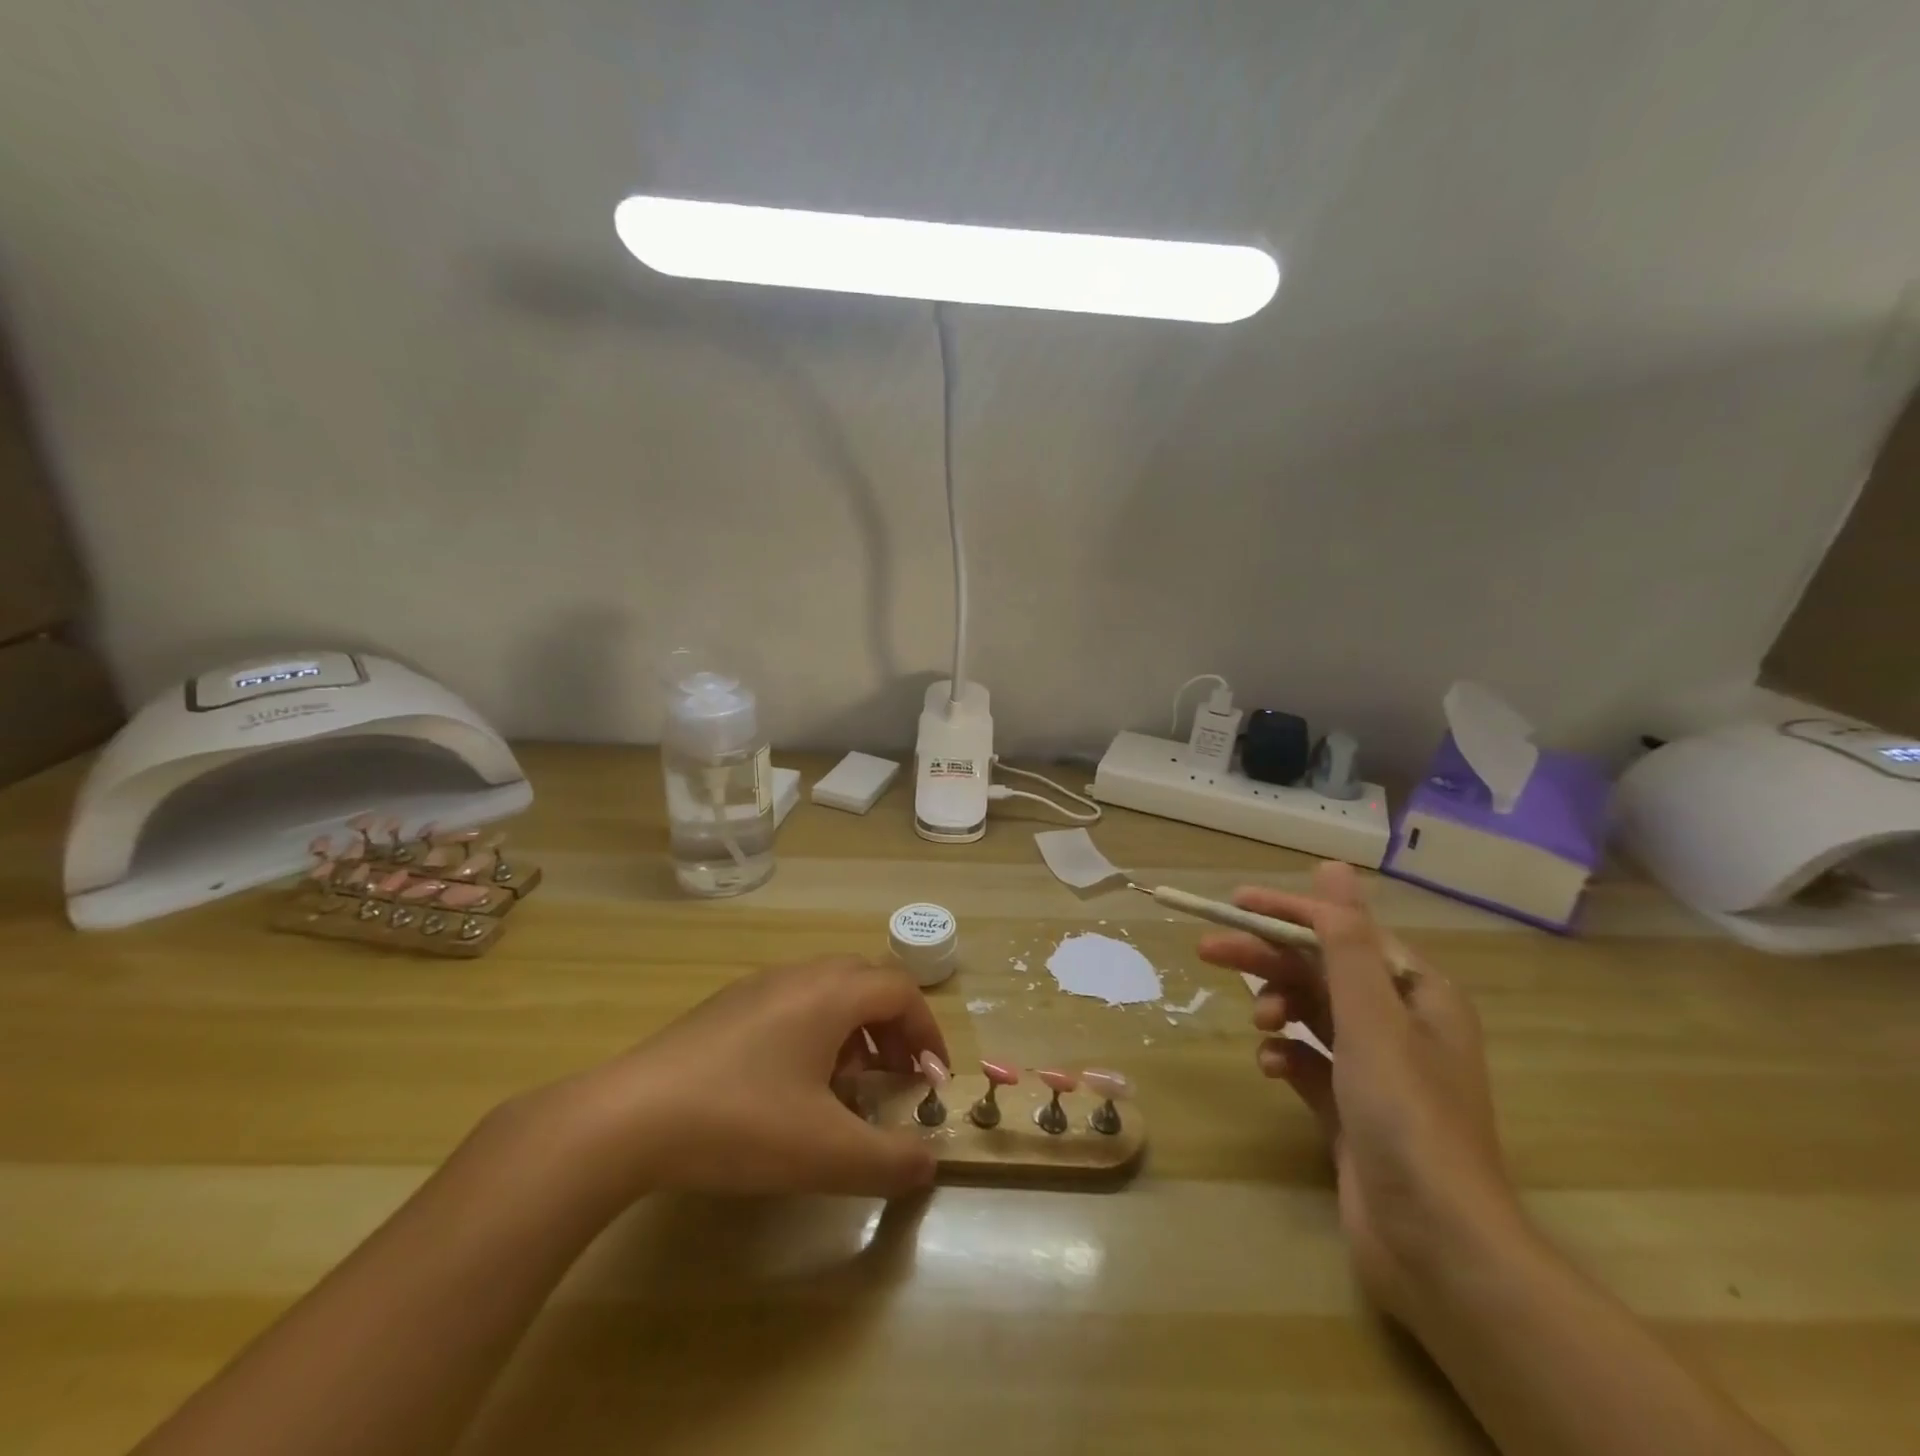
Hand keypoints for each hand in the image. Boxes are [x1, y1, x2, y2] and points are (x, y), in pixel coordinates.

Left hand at [529, 956, 949, 1203]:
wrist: (630, 1116)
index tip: (933, 1080)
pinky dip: (815, 1030)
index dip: (927, 1032)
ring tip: (848, 1084)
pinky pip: (792, 1002)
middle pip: (867, 982)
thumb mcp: (826, 1153)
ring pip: (828, 990)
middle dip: (894, 1028)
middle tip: (897, 1077)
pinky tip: (791, 1083)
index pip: (901, 992)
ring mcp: (758, 986)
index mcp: (832, 994)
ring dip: (854, 1029)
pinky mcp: (726, 1006)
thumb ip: (889, 1160)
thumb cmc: (741, 1123)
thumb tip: (928, 1164)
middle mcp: (800, 975)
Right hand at [1198, 862, 1522, 1319]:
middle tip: (1209, 949)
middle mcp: (1400, 1023)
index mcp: (1416, 993)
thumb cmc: (1405, 1114)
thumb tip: (1333, 866)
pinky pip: (1309, 1062)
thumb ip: (1345, 939)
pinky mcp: (1352, 1108)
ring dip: (1279, 1008)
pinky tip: (1272, 1067)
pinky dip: (1287, 1056)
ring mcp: (1376, 1069)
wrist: (1436, 1244)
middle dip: (1268, 959)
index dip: (1290, 912)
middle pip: (1321, 971)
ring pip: (1312, 1014)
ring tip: (1258, 1023)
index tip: (1235, 903)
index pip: (1343, 932)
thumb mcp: (1370, 1015)